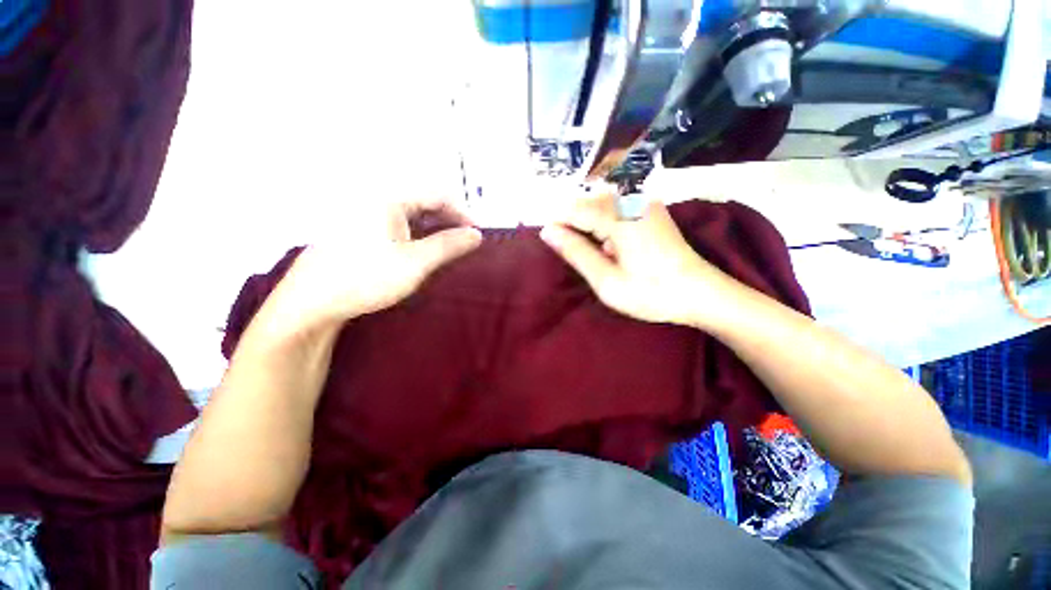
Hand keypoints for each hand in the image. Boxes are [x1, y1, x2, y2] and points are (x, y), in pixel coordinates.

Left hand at [269, 196, 481, 331]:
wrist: (313, 302)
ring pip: (411, 214)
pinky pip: (397, 224)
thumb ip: (449, 245)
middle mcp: (376, 198)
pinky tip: (422, 251)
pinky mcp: (360, 229)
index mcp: (388, 197)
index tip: (478, 234)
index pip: (437, 194)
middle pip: (424, 202)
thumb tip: (477, 235)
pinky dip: (416, 235)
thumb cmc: (367, 278)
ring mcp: (365, 213)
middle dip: (449, 221)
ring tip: (448, 249)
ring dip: (433, 229)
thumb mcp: (416, 263)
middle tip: (465, 244)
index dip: (462, 213)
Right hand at [540, 193, 740, 327]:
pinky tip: (613, 248)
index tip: (549, 245)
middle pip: (586, 204)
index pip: (573, 210)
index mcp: (618, 217)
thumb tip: (548, 231)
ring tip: (597, 256)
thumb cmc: (651, 292)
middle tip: (579, 258)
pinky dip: (606, 226)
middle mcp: (631, 200)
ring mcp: (643, 203)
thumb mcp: (606, 280)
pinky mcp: (650, 210)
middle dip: (574, 227)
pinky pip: (616, 209)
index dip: (557, 226)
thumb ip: (576, 252)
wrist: (701, 293)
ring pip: (600, 206)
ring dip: (590, 227)